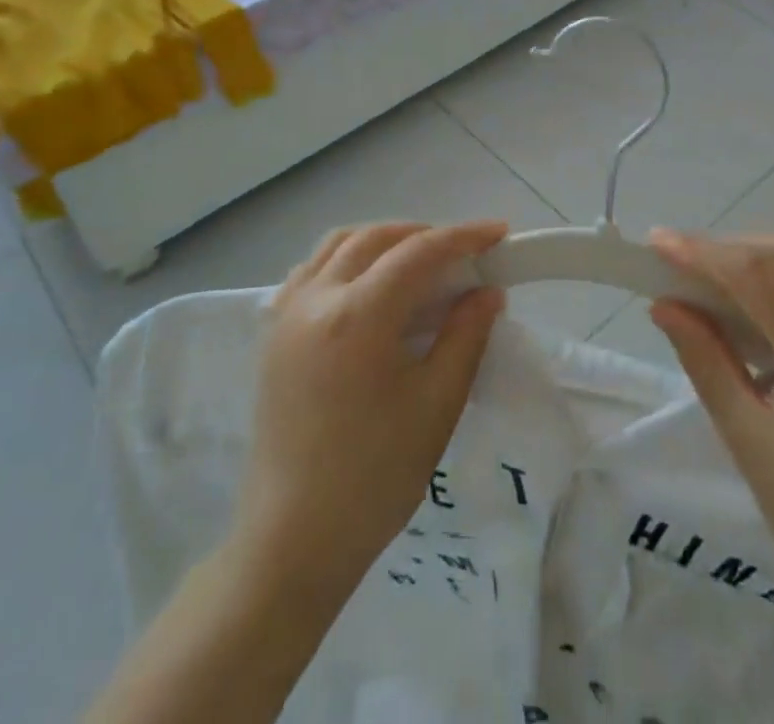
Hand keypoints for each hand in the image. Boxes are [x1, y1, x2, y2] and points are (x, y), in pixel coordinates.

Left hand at [233, 220, 507, 599]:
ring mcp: (286, 312)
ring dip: (383, 241)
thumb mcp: (436, 405)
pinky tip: (368, 286)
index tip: (500, 233)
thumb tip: (488, 292)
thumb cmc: (374, 478)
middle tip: (462, 254)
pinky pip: (311, 269)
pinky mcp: (273, 333)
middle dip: (424, 234)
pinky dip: (347, 260)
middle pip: (376, 238)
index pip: (419, 252)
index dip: (463, 237)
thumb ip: (466, 336)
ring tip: (418, 263)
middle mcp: (316, 298)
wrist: (292, 540)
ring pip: (339, 245)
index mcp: (358, 315)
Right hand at [648, 229, 773, 630]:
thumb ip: (705, 360)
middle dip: (733, 247)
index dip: (704, 251)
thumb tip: (664, 305)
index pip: (760, 276)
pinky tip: (767, 314)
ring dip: (764, 259)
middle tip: (686, 265)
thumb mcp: (747, 441)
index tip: (658, 242)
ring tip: (719, 282)